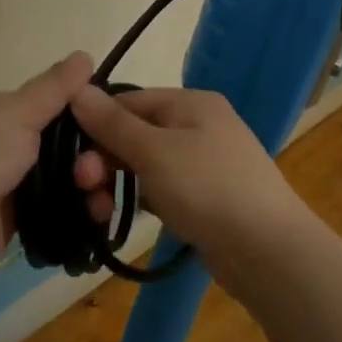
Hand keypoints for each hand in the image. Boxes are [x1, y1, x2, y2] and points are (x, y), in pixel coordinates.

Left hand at [0, 52, 95, 287]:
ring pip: (65, 181)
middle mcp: (9, 144)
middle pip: (66, 146)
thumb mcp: (17, 113)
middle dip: (90, 158)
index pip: (57, 106)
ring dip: (89, 189)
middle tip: (95, 173)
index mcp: (4, 112)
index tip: (115, 128)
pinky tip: (98, 218)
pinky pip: (59, 211)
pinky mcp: (19, 221)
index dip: (88, 116)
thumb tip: (84, 54)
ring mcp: (13, 184)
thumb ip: (53, 89)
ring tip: (98, 201)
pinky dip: (79, 214)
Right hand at [66, 85, 307, 266]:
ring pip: (146, 164)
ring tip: (101, 212)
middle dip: (104, 160)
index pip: (127, 101)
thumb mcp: (153, 151)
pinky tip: (128, 218)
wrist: (269, 252)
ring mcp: (205, 162)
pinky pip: (163, 188)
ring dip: (118, 183)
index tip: (72, 156)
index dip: (95, 125)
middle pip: (135, 133)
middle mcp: (199, 125)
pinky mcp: (207, 196)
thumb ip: (112, 122)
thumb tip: (77, 89)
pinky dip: (143, 198)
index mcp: (190, 102)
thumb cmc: (208, 188)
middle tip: (86, 189)